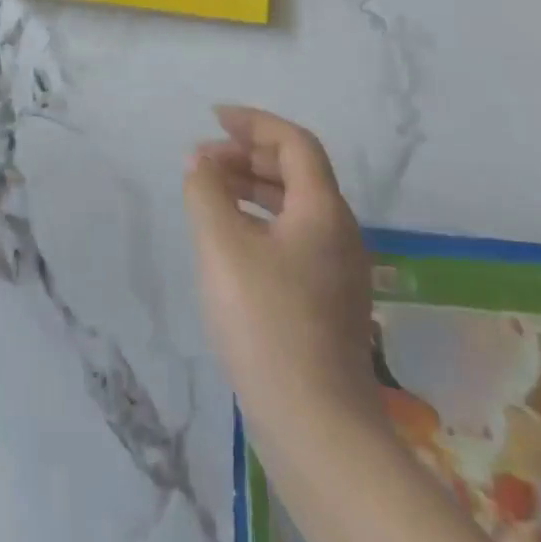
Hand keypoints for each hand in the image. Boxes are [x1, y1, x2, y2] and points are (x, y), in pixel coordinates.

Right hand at [183, 107, 381, 434]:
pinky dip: (259, 220)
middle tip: (202, 159)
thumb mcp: (221, 245)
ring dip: (252, 187)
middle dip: (248, 155)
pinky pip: (293, 237)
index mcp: (323, 210)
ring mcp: (338, 270)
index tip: (213, 118)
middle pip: (297, 172)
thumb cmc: (265, 320)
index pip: (294, 143)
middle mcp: (340, 233)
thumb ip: (206, 192)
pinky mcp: (327, 301)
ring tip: (208, 193)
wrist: (314, 423)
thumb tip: (201, 162)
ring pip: (295, 207)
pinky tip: (230, 240)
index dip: (254, 122)